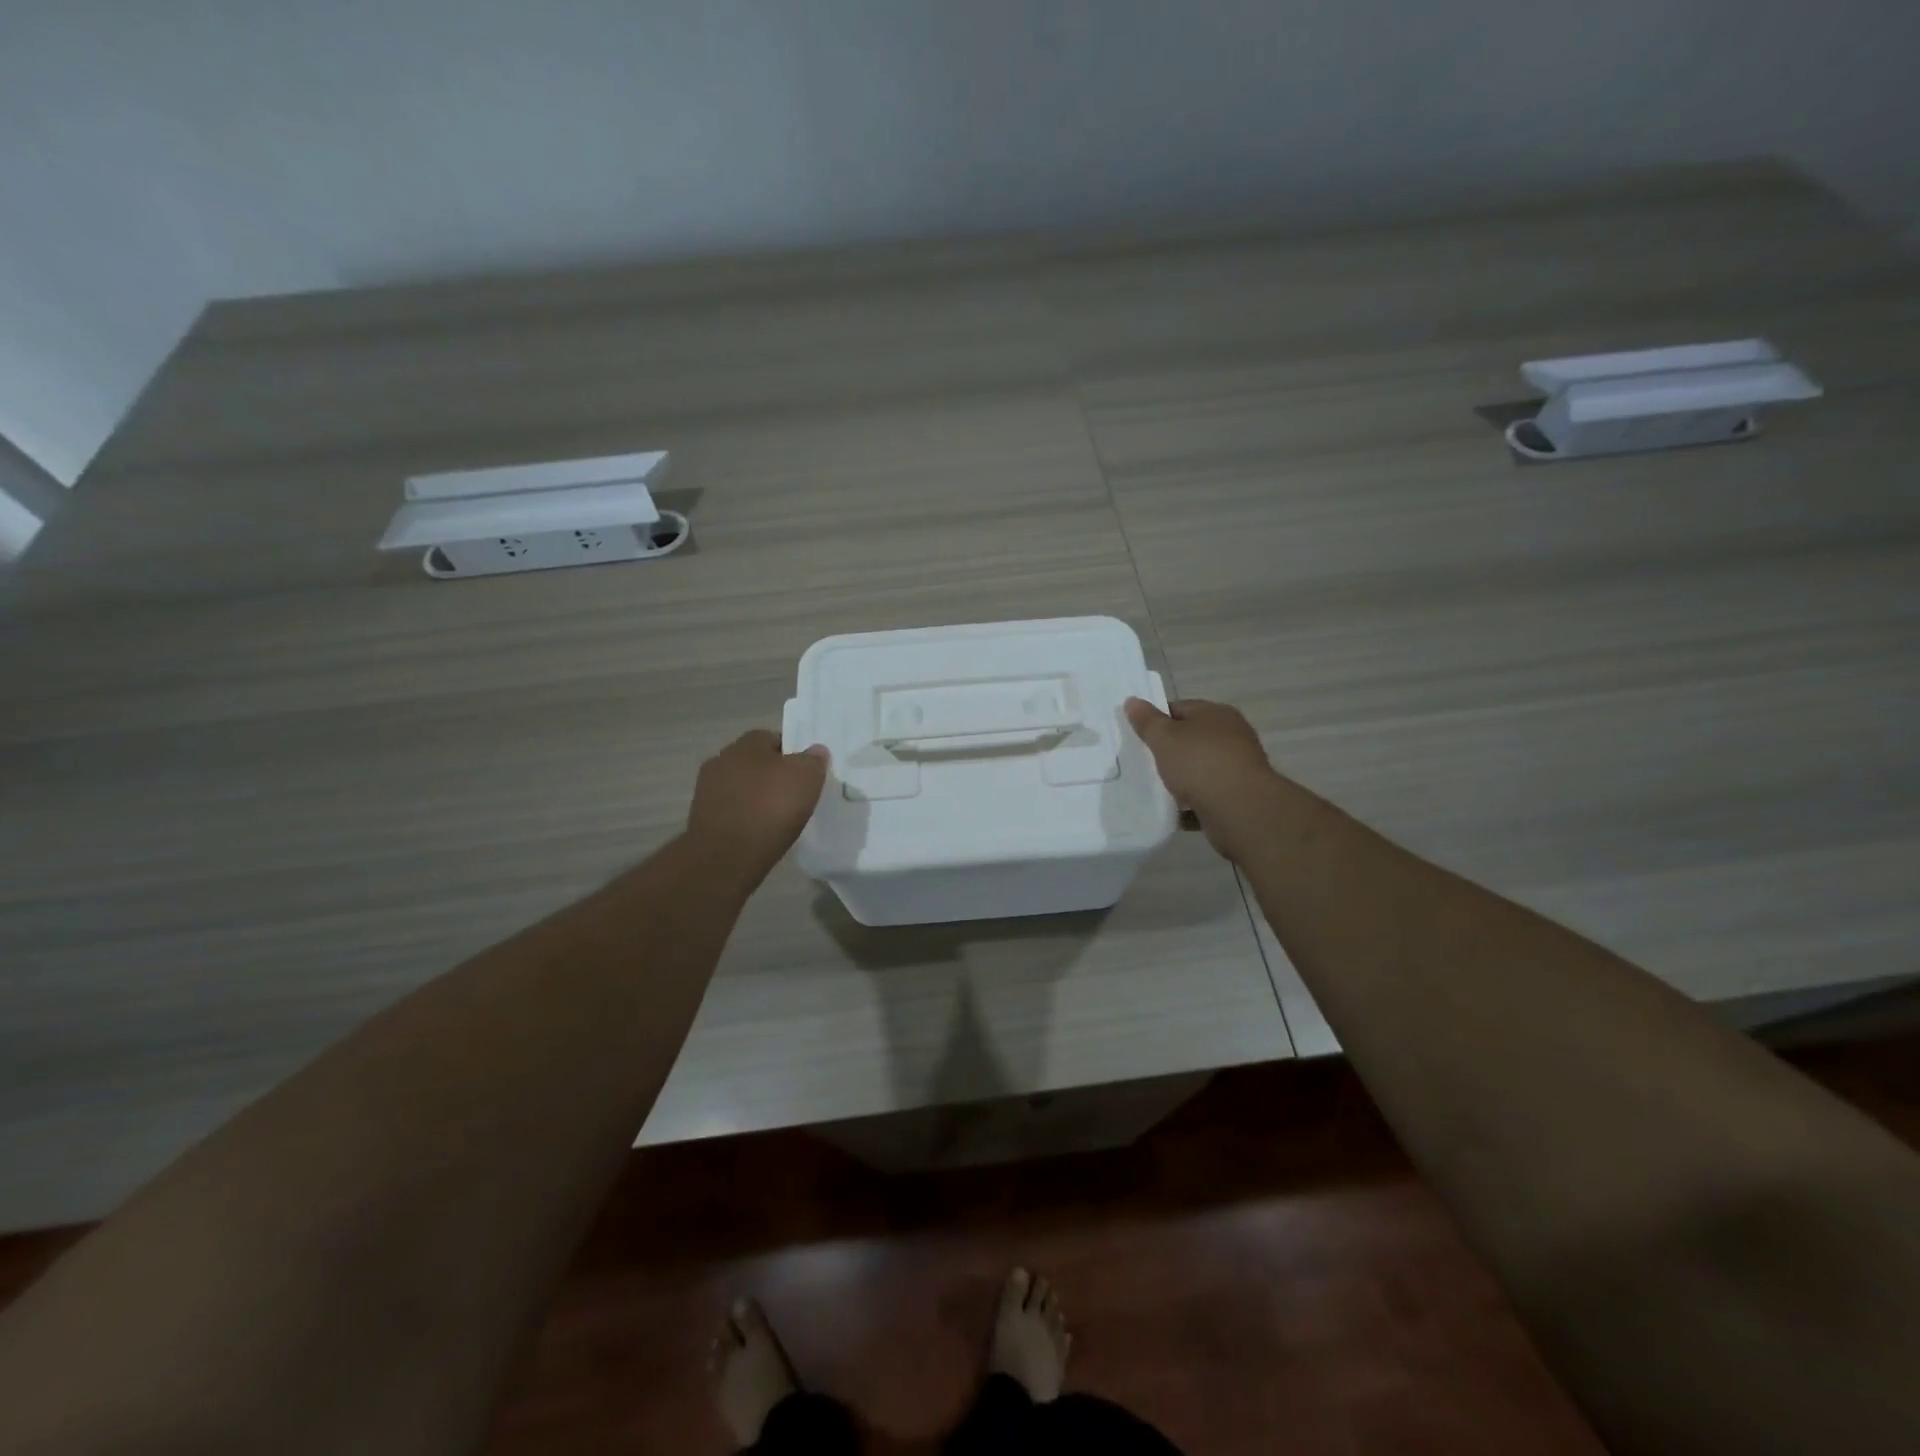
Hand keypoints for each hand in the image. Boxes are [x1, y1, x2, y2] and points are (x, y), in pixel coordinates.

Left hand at [686, 730, 829, 883]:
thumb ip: (813, 759)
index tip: (806, 772)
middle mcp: (721, 759)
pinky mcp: (702, 818)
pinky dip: (746, 817)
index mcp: (746, 743)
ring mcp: (707, 790)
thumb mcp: (806, 777)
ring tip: (778, 817)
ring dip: (757, 797)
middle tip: (794, 794)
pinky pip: (733, 810)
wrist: (727, 856)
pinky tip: (760, 831)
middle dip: (772, 774)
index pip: (773, 738)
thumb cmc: (770, 808)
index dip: (792, 753)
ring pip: (742, 787)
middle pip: (755, 762)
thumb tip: (815, 750)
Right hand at [1124, 697, 1280, 860]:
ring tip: (1154, 788)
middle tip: (1142, 762)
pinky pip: (1206, 796)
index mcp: (1216, 714)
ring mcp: (1236, 767)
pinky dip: (1190, 804)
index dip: (1156, 719)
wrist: (1240, 810)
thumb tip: (1132, 701)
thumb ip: (1147, 721)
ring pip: (1199, 769)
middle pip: (1191, 739)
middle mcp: (1231, 736)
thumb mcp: (1164, 737)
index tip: (1137, 736)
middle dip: (1168, 751)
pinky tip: (1172, 811)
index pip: (1179, 708)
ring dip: (1180, 779)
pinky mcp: (1237, 796)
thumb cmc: (1200, 763)